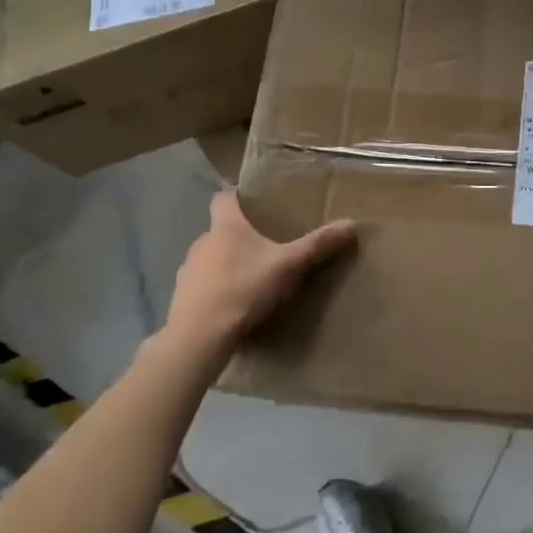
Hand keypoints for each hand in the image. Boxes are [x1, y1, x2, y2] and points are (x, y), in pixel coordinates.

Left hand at [164, 192, 356, 358]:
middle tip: (263, 245)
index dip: (235, 195)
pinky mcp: (181, 298)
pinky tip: (231, 306)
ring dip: (225, 264)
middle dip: (238, 235)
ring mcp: (187, 271)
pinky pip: (201, 286)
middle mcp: (202, 242)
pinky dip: (214, 290)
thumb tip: (351, 224)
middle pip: (219, 230)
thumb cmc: (244, 289)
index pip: (223, 197)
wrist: (199, 337)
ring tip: (249, 278)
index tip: (249, 199)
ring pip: (209, 259)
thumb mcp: (289, 266)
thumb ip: (317, 245)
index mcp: (226, 226)